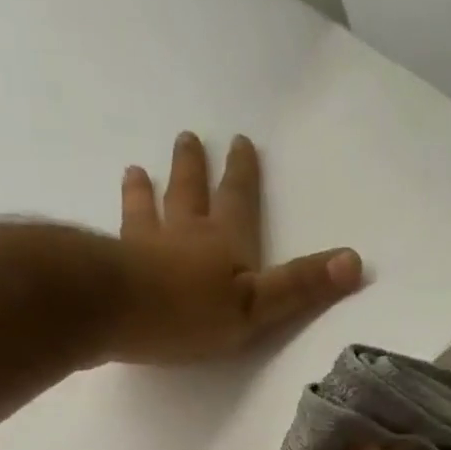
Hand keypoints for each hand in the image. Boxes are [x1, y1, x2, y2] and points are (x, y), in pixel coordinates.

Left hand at [112, 132, 364, 364]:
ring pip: (146, 210)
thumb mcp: (257, 306)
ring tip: (135, 170)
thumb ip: (300, 286)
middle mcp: (183, 233)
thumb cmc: (191, 312)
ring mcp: (142, 246)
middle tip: (188, 137)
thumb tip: (355, 261)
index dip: (243, 173)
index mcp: (224, 241)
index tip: (241, 141)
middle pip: (189, 192)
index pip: (238, 199)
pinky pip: (112, 240)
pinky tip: (95, 229)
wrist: (117, 312)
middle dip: (193, 167)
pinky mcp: (110, 267)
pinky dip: (112, 229)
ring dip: (144, 191)